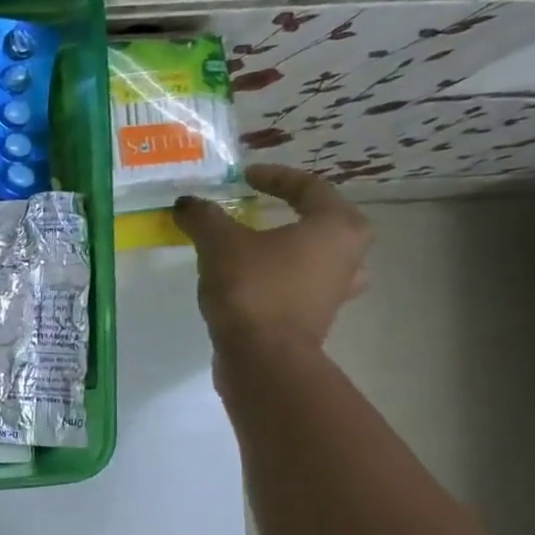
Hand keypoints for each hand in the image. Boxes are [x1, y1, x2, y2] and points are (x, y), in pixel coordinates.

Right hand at [173, 164, 371, 355]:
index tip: (244, 177)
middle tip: (263, 209)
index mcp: (336, 226)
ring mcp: (337, 290)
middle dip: (293, 212)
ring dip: (296, 248)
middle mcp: (348, 255)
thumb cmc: (252, 288)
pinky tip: (259, 281)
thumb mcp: (220, 244)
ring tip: (269, 246)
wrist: (262, 357)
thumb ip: (204, 217)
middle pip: (324, 221)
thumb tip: (186, 203)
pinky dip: (284, 277)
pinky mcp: (317, 317)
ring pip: (320, 257)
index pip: (309, 187)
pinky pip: (304, 285)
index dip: (274, 177)